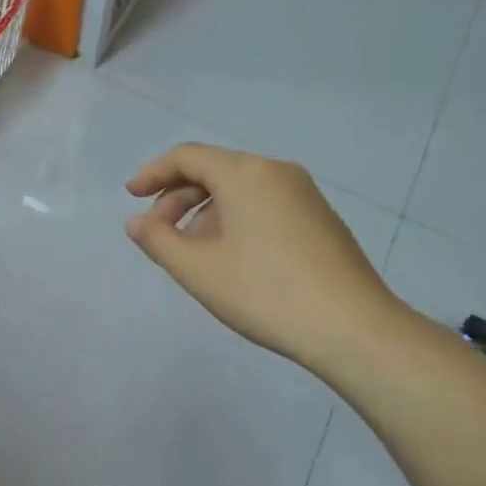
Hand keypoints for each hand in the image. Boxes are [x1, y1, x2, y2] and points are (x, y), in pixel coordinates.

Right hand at [126, 143, 405, 373]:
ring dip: (206, 211)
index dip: (153, 173)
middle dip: (178, 197)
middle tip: (157, 233)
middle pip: (214, 170)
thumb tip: (136, 221)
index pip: (187, 156)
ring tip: (192, 251)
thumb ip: (157, 239)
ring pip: (240, 188)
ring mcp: (304, 194)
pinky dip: (236, 218)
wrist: (354, 329)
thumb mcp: (198, 270)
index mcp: (245, 174)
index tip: (131, 197)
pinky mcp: (321, 218)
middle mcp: (276, 171)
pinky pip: (265, 203)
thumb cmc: (265, 293)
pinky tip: (232, 256)